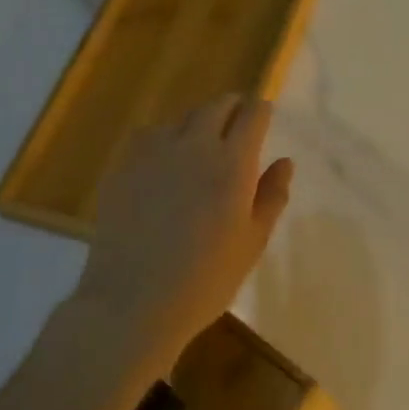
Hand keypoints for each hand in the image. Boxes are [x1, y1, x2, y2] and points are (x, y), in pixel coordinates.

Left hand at [70, 94, 293, 355]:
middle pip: (217, 106)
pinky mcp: (123, 166)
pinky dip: (165, 138)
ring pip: (182, 118)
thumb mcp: (253, 242)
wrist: (132, 303)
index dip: (261, 110)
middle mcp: (194, 145)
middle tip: (238, 123)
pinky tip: (165, 162)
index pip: (253, 114)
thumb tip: (285, 162)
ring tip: (201, 144)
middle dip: (232, 108)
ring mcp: (154, 153)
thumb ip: (272, 196)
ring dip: (198, 123)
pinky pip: (150, 136)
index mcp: (233, 163)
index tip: (265, 116)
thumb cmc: (205, 280)